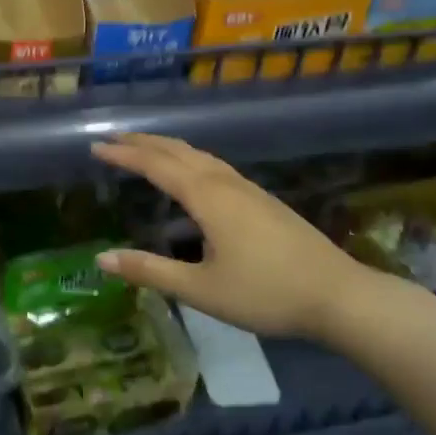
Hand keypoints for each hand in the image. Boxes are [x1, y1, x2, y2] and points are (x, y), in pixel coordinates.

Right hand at [90, 133, 378, 339]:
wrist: (339, 295)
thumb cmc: (266, 293)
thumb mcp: (201, 290)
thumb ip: (150, 271)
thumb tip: (101, 258)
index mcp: (207, 197)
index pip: (155, 165)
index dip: (123, 155)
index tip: (95, 147)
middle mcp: (225, 182)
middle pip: (177, 150)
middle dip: (143, 142)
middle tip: (112, 139)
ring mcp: (248, 188)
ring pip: (199, 155)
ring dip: (167, 147)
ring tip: (144, 149)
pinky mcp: (262, 199)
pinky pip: (214, 165)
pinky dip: (188, 159)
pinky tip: (192, 175)